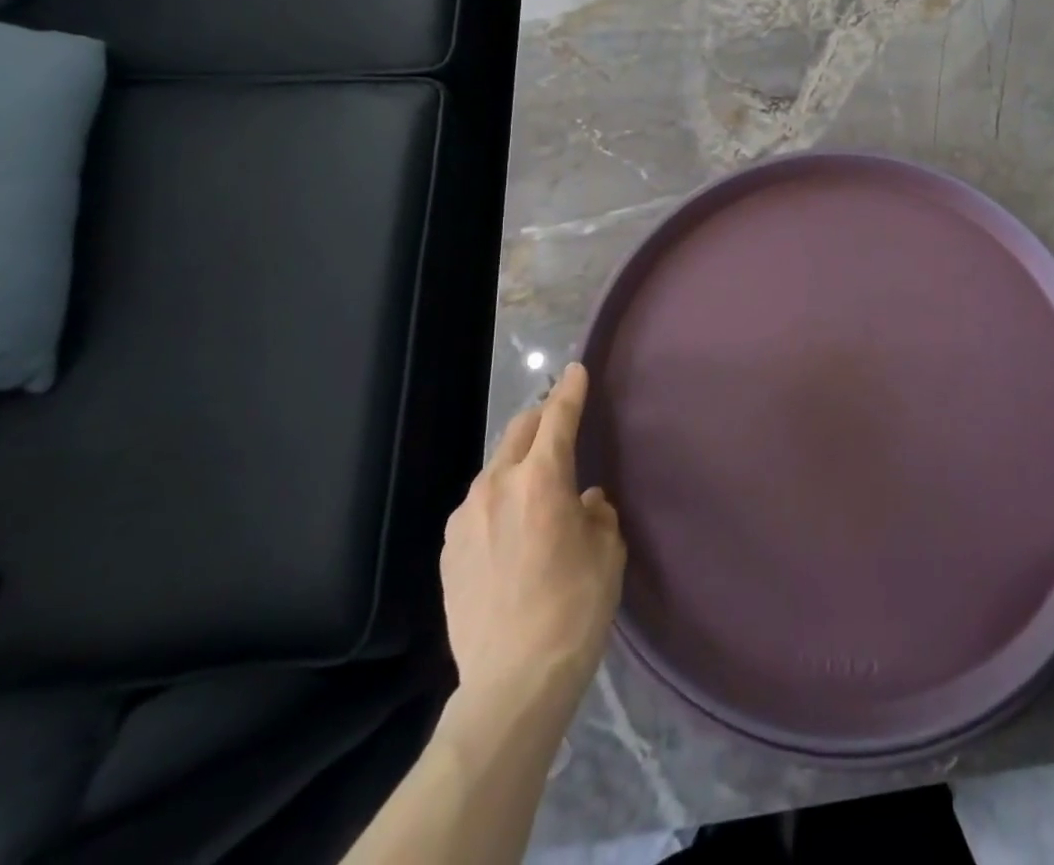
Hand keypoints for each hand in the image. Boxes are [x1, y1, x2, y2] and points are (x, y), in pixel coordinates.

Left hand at [441, 363, 624, 701]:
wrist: (511, 684)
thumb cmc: (574, 608)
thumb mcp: (606, 552)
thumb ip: (597, 514)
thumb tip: (585, 502)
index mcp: (541, 479)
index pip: (557, 417)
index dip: (570, 390)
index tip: (575, 370)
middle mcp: (497, 487)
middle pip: (518, 432)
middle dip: (541, 419)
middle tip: (559, 423)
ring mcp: (465, 519)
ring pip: (496, 469)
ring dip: (518, 464)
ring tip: (536, 489)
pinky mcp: (448, 551)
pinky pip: (478, 507)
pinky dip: (499, 501)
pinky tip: (511, 531)